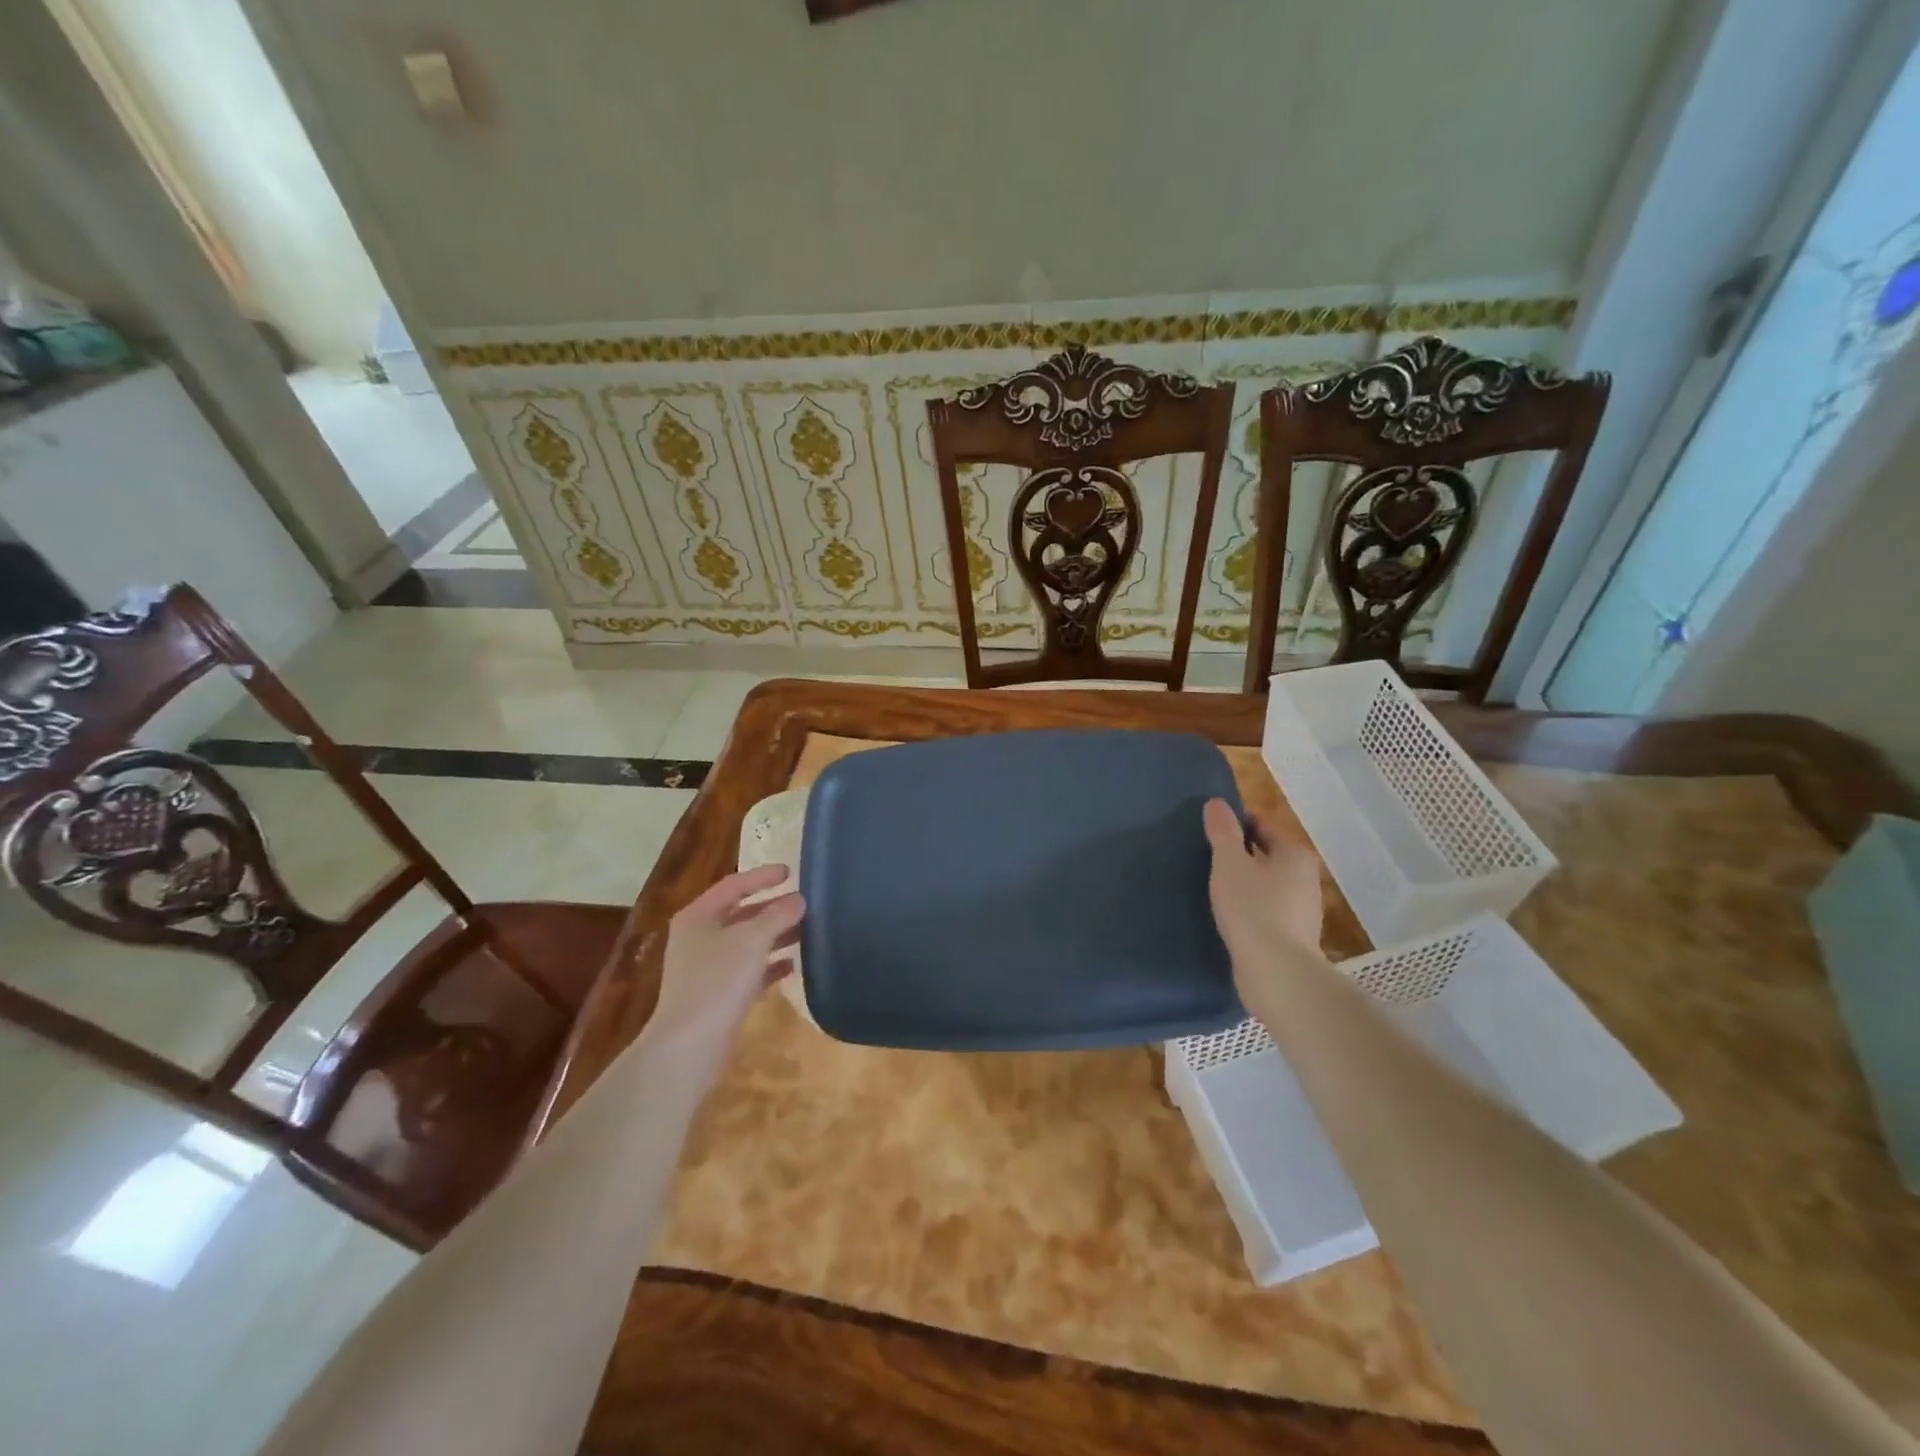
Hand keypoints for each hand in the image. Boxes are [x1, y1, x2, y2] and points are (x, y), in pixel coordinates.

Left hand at [646, 865, 803, 1055]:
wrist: (690, 1045)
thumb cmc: (717, 981)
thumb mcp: (752, 940)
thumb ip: (778, 915)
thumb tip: (798, 899)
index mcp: (698, 917)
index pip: (734, 885)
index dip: (762, 876)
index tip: (791, 871)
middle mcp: (700, 938)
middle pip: (741, 914)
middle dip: (773, 908)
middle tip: (805, 903)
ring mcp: (708, 968)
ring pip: (747, 943)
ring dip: (776, 935)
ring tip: (808, 931)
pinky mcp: (719, 994)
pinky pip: (750, 971)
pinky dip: (770, 965)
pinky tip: (794, 965)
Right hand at [1201, 798, 1323, 977]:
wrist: (1276, 971)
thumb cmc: (1252, 907)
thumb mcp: (1229, 863)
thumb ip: (1223, 832)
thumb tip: (1216, 803)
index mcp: (1295, 854)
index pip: (1263, 827)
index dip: (1236, 826)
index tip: (1211, 834)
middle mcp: (1306, 877)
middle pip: (1268, 856)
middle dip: (1242, 856)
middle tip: (1209, 860)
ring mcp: (1304, 909)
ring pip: (1268, 885)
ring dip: (1246, 884)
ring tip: (1216, 889)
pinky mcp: (1295, 936)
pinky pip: (1268, 910)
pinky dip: (1252, 908)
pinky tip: (1231, 916)